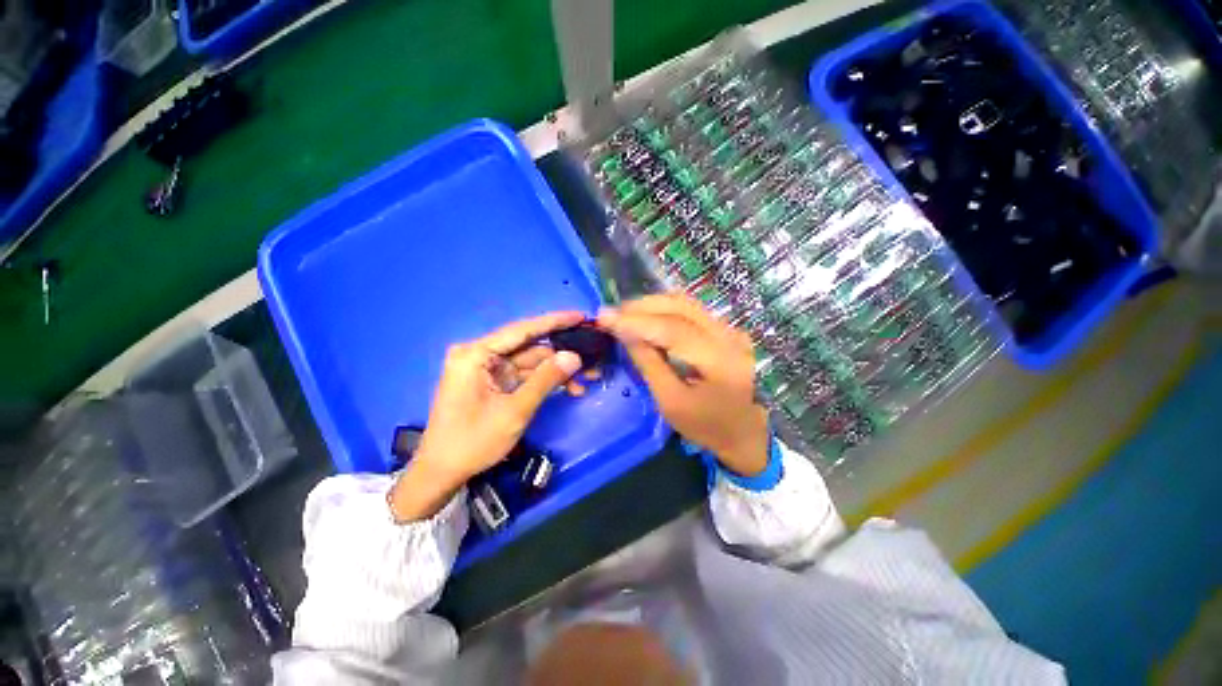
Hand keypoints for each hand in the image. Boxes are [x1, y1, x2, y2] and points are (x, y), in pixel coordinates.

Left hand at [389, 311, 584, 521]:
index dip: (554, 322)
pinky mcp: (492, 382)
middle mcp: (480, 355)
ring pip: (530, 362)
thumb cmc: (472, 441)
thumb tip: (574, 356)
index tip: (581, 316)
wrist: (441, 472)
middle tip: (592, 355)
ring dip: (557, 370)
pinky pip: (524, 375)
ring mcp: (486, 369)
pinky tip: (569, 387)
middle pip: (529, 347)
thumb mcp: (515, 411)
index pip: (522, 330)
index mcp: (476, 354)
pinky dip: (545, 381)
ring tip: (588, 377)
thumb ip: (546, 380)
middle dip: (561, 354)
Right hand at [598, 294, 768, 476]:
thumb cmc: (705, 426)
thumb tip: (624, 333)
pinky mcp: (726, 329)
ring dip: (652, 305)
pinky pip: (691, 310)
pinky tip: (647, 317)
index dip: (636, 321)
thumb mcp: (670, 402)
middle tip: (612, 313)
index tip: (604, 317)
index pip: (673, 329)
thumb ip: (648, 364)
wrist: (743, 432)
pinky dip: (665, 310)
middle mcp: (729, 336)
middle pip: (680, 307)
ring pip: (685, 303)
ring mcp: (730, 330)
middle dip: (642, 307)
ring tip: (624, 314)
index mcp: (720, 361)